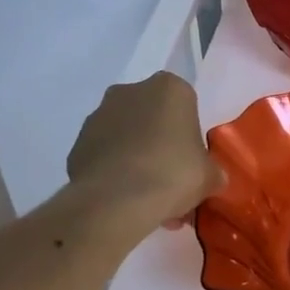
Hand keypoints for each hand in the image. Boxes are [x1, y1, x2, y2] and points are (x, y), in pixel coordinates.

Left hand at [64, 73, 223, 229]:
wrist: (116, 201)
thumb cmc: (173, 174)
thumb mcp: (210, 177)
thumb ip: (212, 171)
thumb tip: (211, 178)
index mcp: (170, 88)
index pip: (186, 104)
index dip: (189, 132)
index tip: (192, 157)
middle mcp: (130, 91)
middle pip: (152, 116)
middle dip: (161, 142)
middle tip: (171, 177)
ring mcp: (98, 115)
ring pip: (126, 135)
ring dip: (136, 156)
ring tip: (147, 196)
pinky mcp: (78, 142)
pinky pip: (105, 154)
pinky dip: (114, 170)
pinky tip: (125, 198)